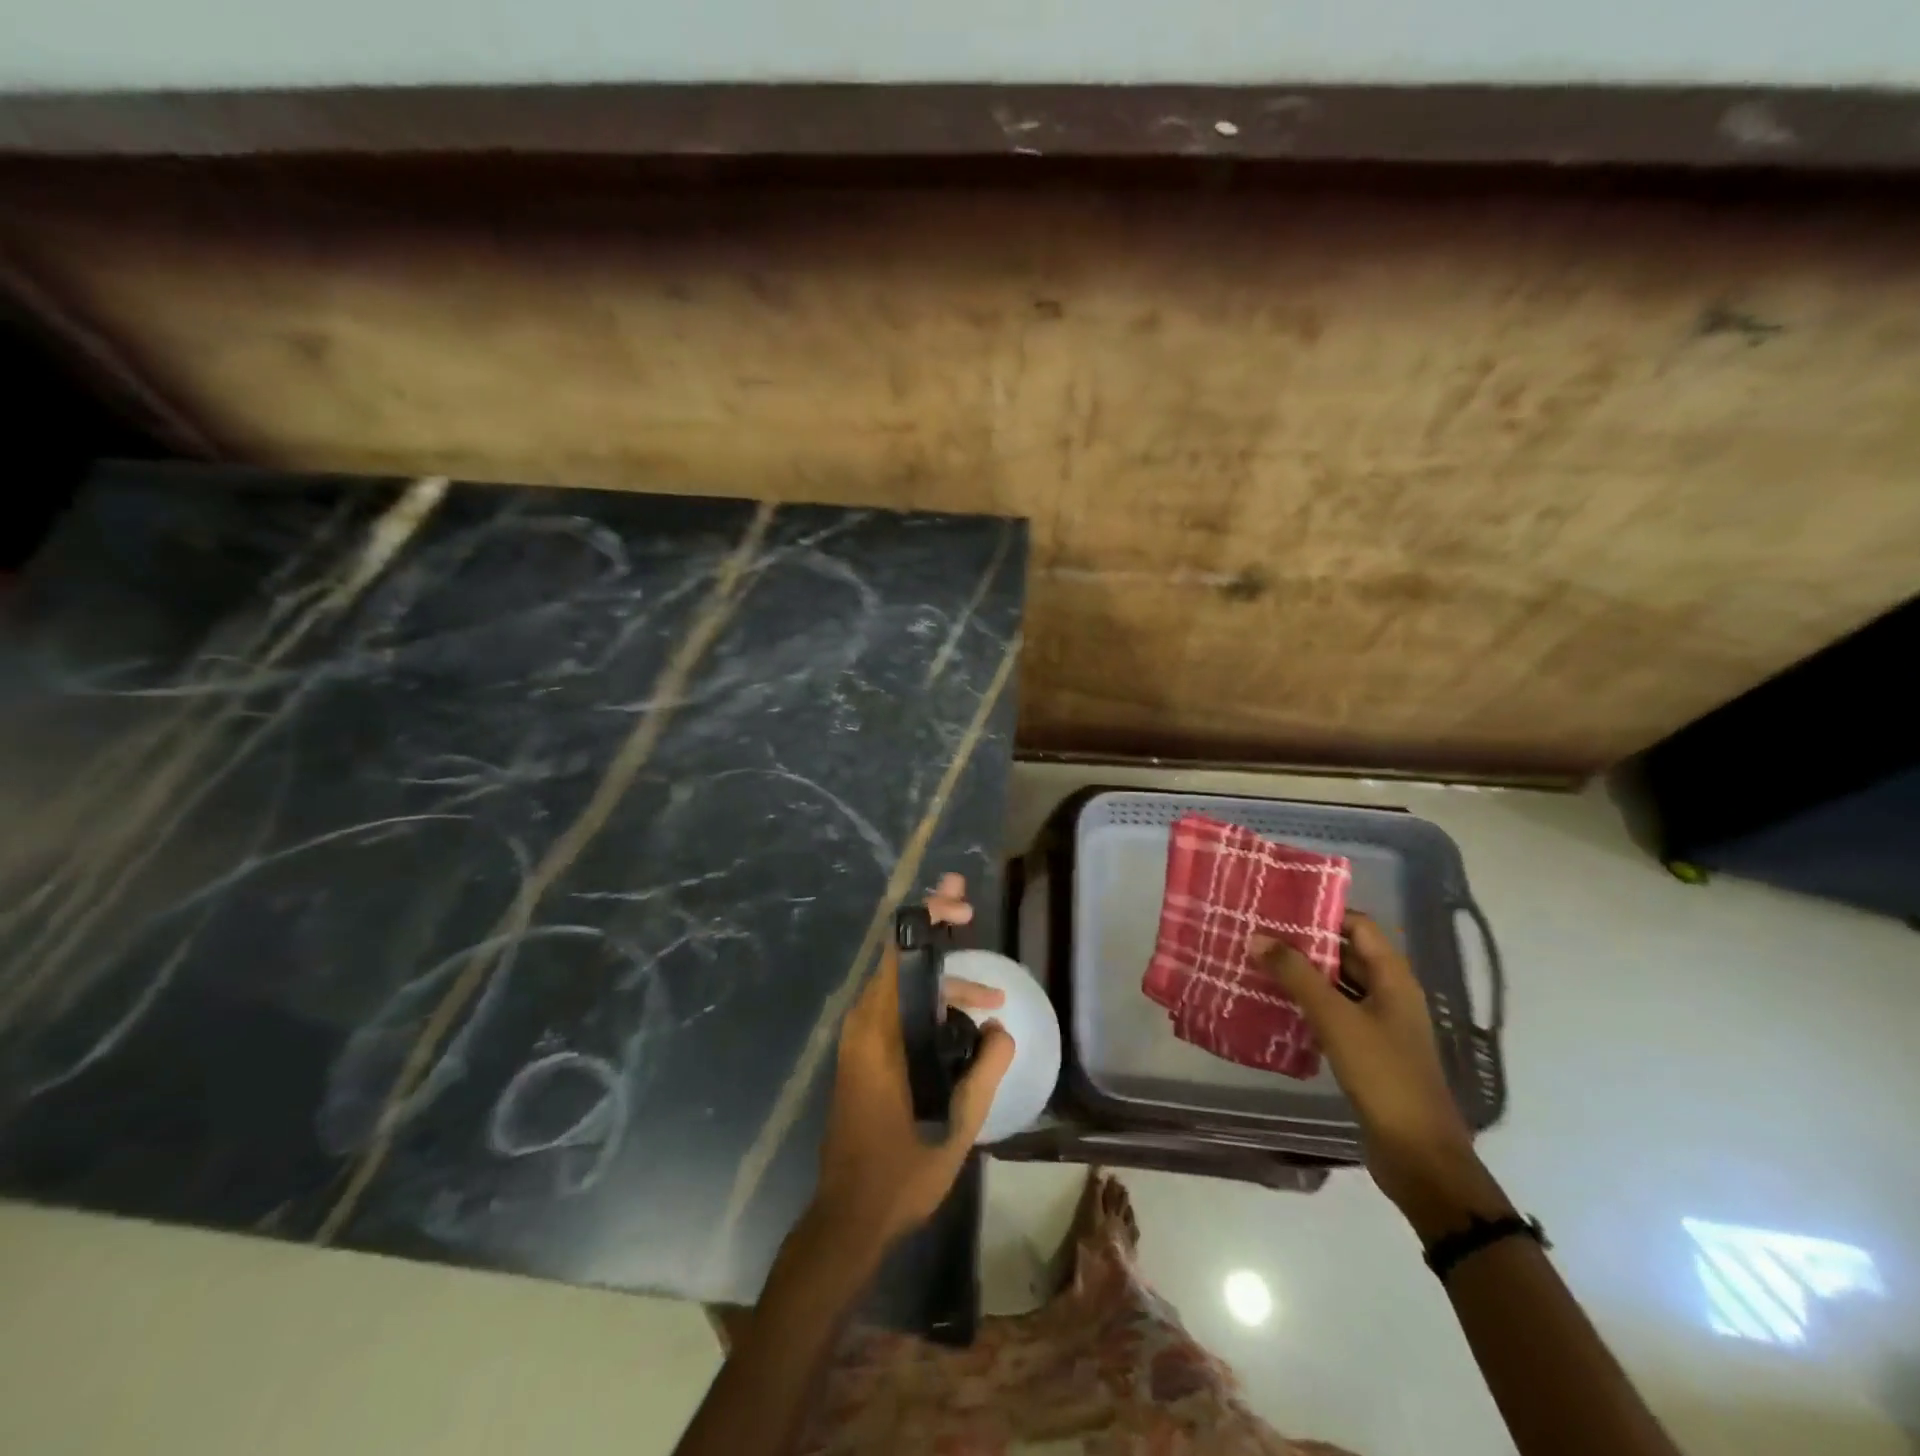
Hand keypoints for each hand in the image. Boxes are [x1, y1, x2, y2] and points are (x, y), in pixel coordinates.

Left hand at [812, 874, 1015, 1248]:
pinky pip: (897, 1012)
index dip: (928, 918)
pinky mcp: (863, 1058)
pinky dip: (929, 1005)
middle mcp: (862, 1025)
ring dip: (942, 983)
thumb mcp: (957, 1122)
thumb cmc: (901, 1170)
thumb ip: (984, 1067)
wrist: (850, 1218)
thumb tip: (999, 1028)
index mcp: (878, 1031)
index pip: (898, 952)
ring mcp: (859, 1042)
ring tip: (990, 1002)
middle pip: (899, 960)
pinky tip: (962, 1024)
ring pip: (901, 989)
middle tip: (969, 915)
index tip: (963, 908)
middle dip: (936, 935)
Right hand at [1253, 914, 1501, 1231]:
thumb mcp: (1336, 1019)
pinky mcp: (1368, 1051)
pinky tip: (1275, 1005)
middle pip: (1347, 953)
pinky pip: (1335, 1013)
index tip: (1278, 906)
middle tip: (1259, 932)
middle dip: (1305, 942)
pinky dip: (1308, 1004)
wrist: (1418, 1155)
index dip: (1322, 913)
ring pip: (1338, 985)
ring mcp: (1380, 1024)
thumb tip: (1257, 937)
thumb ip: (1296, 975)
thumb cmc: (1383, 1075)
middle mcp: (1391, 994)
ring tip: (1258, 962)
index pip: (1359, 926)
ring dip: (1304, 974)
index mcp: (1394, 978)